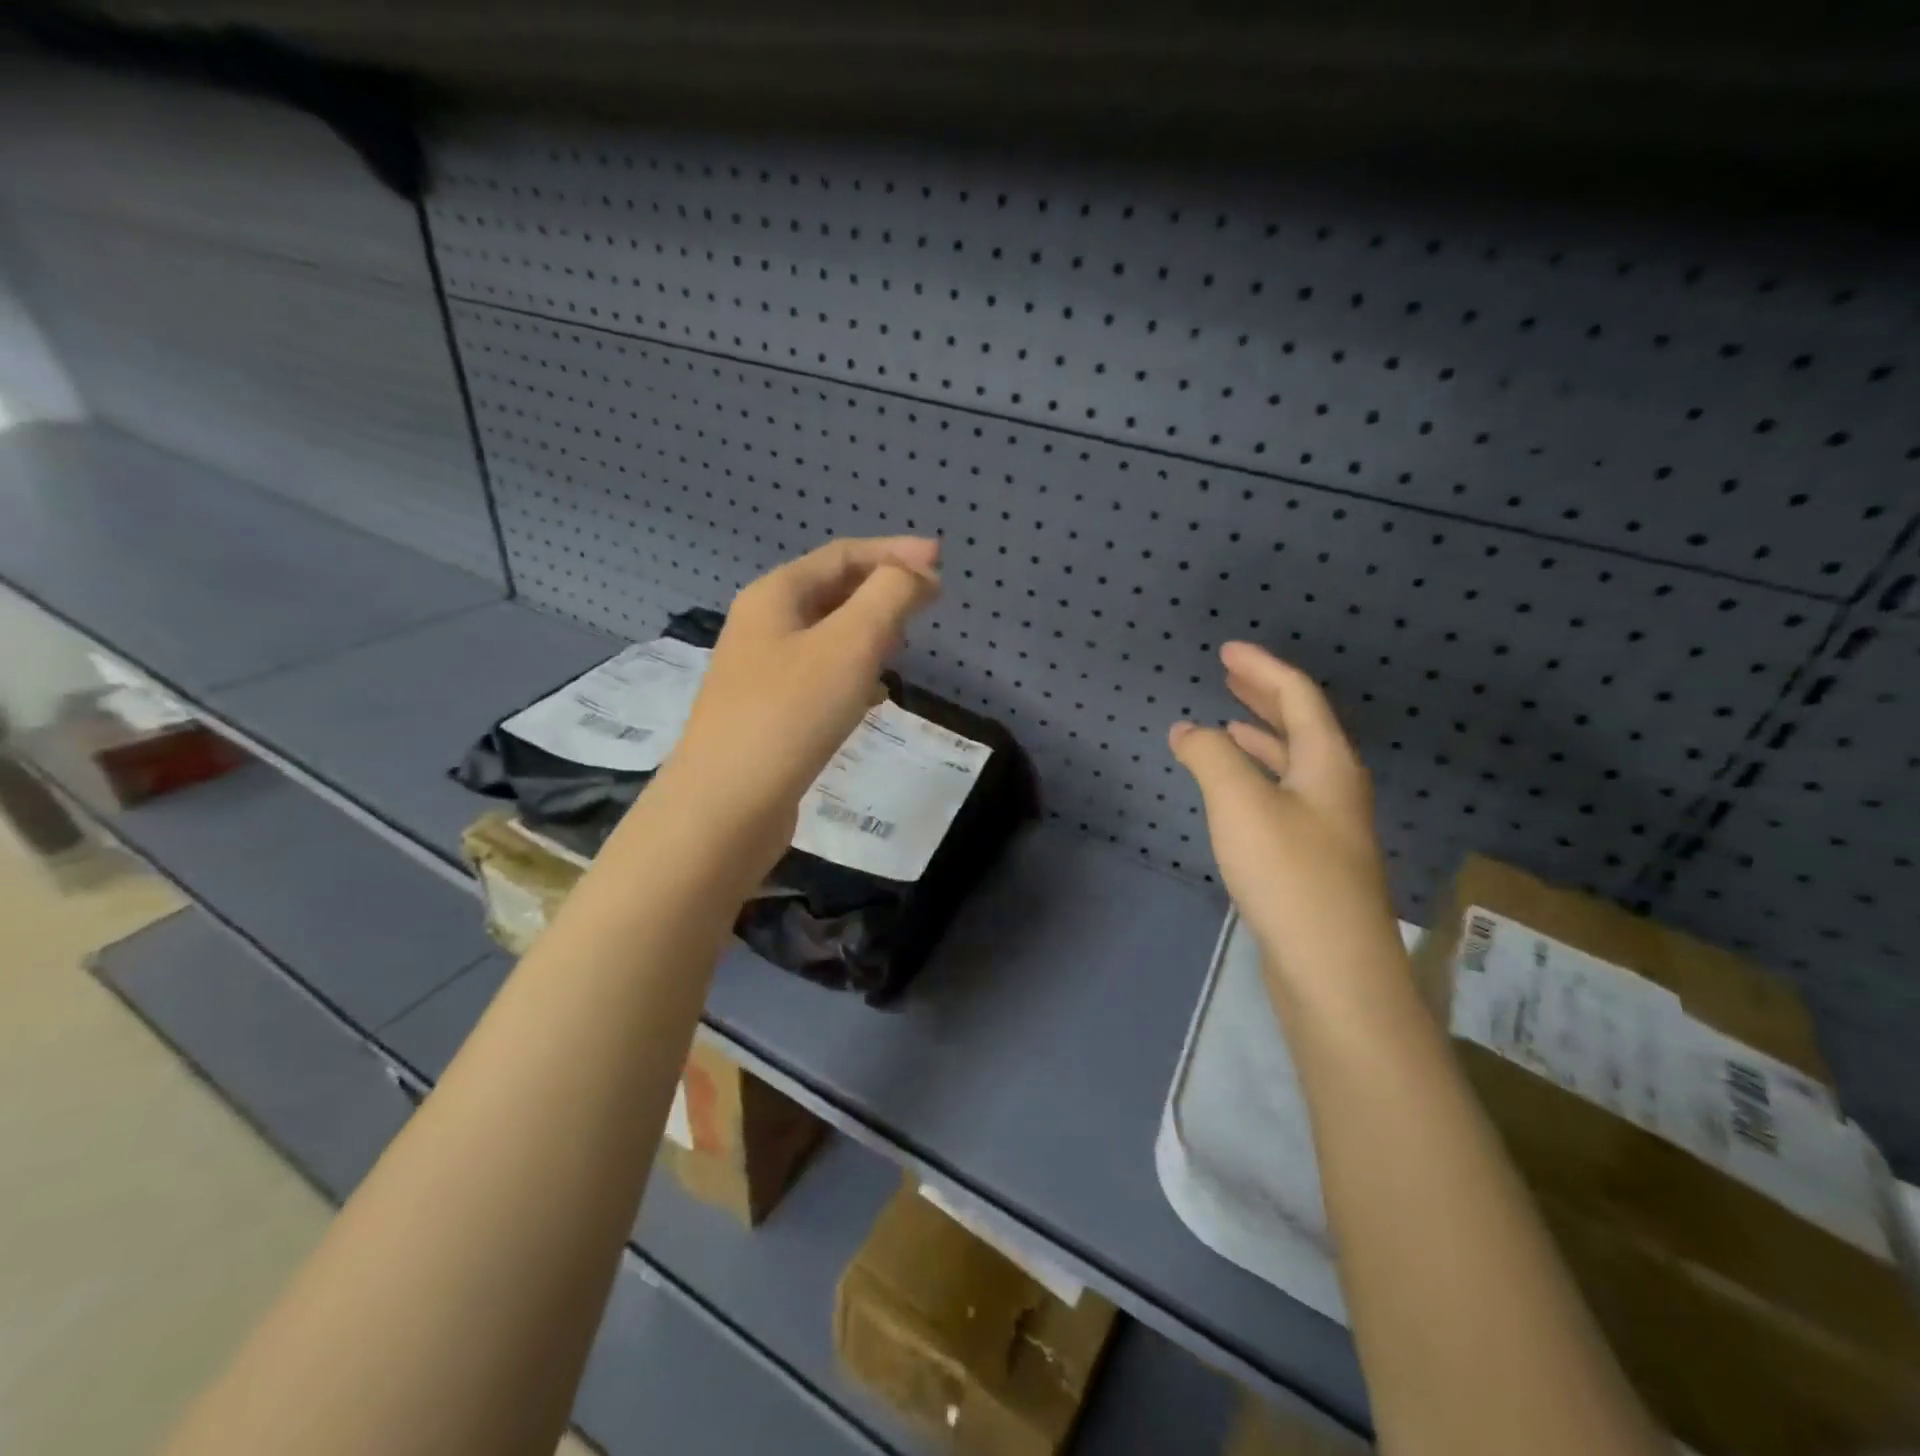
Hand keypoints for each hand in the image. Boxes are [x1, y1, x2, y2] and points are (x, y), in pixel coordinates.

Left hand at [656, 536, 940, 870]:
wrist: (726, 806)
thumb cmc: (790, 714)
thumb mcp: (850, 644)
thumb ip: (889, 597)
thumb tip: (915, 574)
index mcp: (775, 596)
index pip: (842, 556)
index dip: (894, 552)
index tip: (941, 562)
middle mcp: (762, 627)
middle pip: (831, 591)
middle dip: (881, 589)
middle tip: (928, 601)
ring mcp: (760, 673)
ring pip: (826, 636)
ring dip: (868, 631)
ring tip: (904, 642)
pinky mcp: (767, 715)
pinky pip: (819, 677)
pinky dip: (853, 673)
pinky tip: (874, 695)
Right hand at [1169, 643, 1399, 999]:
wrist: (1333, 968)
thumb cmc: (1289, 873)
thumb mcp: (1240, 803)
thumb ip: (1210, 757)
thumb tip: (1187, 729)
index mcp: (1328, 763)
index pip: (1297, 696)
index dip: (1261, 669)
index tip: (1227, 650)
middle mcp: (1336, 787)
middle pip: (1301, 726)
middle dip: (1263, 697)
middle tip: (1229, 675)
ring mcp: (1329, 826)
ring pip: (1293, 764)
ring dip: (1261, 737)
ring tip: (1228, 725)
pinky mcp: (1314, 859)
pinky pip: (1284, 796)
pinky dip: (1257, 777)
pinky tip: (1236, 791)